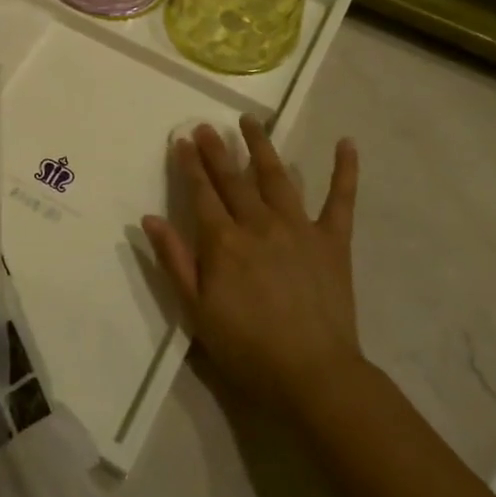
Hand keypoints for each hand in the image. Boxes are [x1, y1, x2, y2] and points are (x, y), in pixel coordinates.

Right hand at [141, 117, 365, 419]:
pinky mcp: (333, 240)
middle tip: (206, 126)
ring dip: (261, 146)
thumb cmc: (247, 347)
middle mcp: (259, 224)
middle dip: (217, 150)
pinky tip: (346, 143)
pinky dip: (344, 170)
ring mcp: (299, 228)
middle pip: (233, 179)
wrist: (313, 374)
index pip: (201, 193)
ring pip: (277, 177)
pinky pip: (341, 199)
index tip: (182, 140)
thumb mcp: (197, 310)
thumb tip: (149, 218)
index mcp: (223, 241)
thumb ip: (174, 260)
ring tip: (250, 122)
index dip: (190, 165)